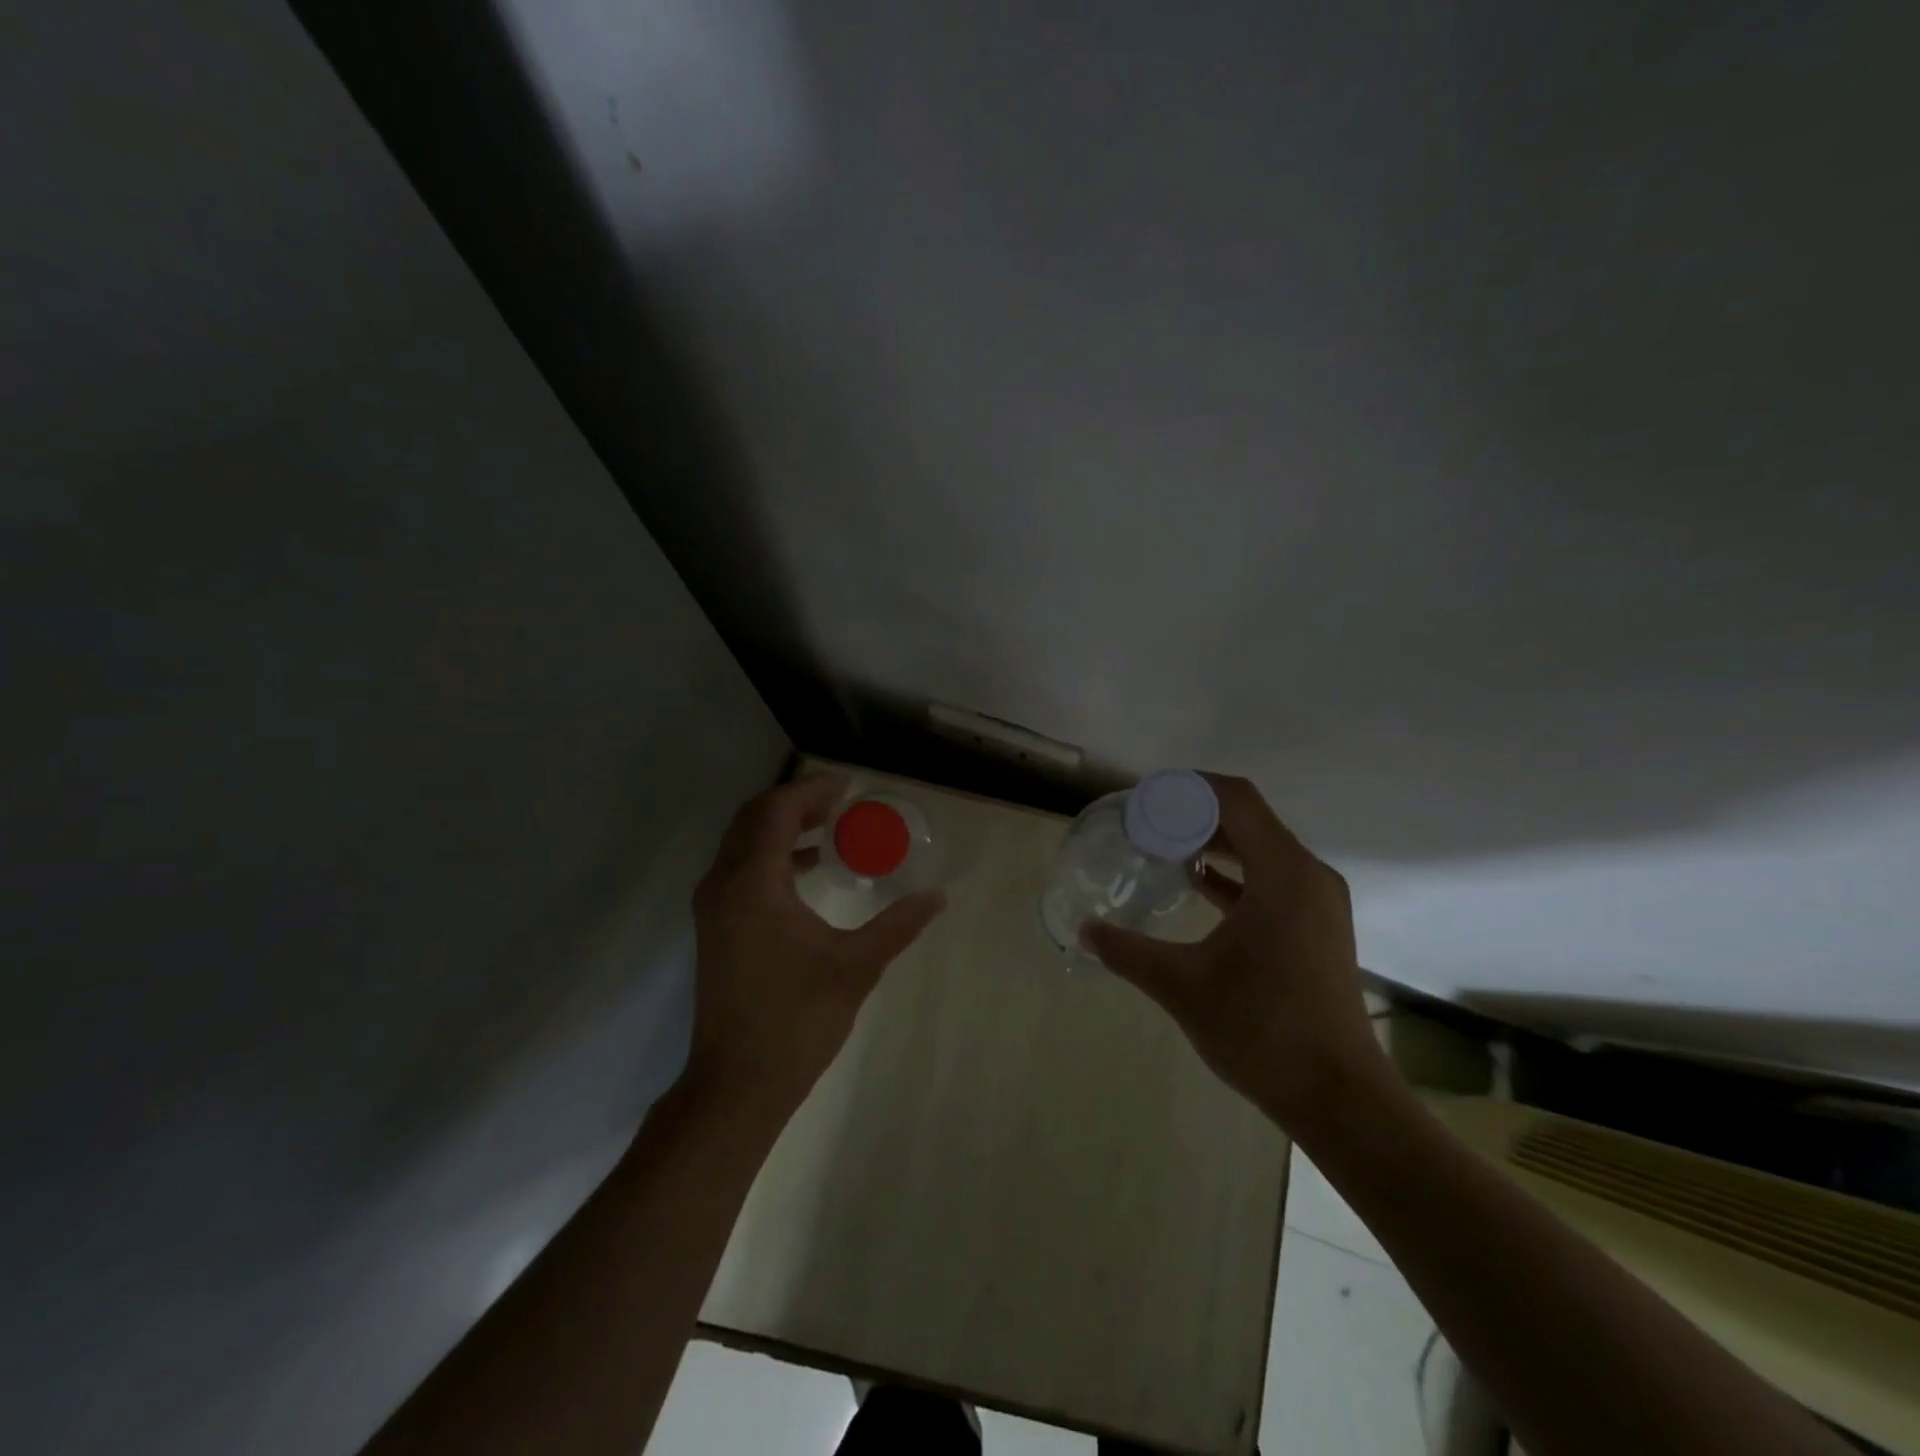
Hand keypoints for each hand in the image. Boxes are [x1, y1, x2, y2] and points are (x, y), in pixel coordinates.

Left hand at [687, 775, 945, 1114]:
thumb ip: (898, 925)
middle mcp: (723, 884)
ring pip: (744, 842)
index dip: (812, 790)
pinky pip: (742, 868)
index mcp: (753, 883)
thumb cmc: (797, 1020)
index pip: (777, 811)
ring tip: (833, 828)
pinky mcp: (715, 926)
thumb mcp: (856, 967)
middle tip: (842, 803)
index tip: (850, 787)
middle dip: (797, 803)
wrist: (737, 1083)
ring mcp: (714, 906)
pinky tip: (813, 869)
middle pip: (754, 818)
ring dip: (784, 827)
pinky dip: (774, 855)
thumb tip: (937, 897)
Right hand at [1080, 773, 1385, 1134]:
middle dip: (1195, 813)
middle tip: (1145, 820)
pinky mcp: (1316, 928)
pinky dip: (1235, 873)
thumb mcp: (1181, 985)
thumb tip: (1083, 931)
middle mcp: (1307, 876)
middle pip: (1249, 819)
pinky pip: (1272, 880)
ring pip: (1262, 850)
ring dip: (1216, 842)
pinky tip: (1197, 884)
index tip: (1146, 796)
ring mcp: (1317, 903)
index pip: (1236, 799)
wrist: (1338, 1097)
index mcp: (1283, 874)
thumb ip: (1127, 951)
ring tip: (1164, 845)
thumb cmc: (1261, 1029)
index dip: (1189, 788)